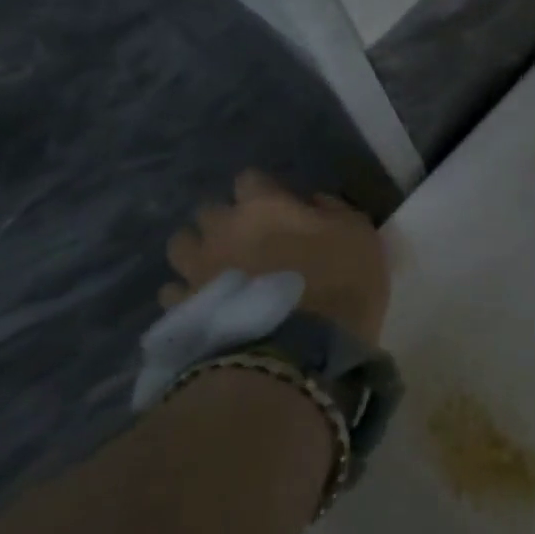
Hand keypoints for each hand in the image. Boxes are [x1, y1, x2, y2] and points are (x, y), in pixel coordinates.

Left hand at [162, 170, 389, 345]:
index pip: (251, 179)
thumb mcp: (360, 236)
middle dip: (227, 221)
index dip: (266, 192)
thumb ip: (335, 210)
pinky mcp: (184, 308)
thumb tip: (313, 202)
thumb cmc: (340, 285)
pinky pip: (174, 291)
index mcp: (263, 206)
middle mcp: (222, 229)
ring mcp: (197, 269)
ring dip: (199, 251)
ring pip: (182, 245)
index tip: (282, 209)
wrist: (300, 354)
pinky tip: (208, 305)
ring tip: (220, 269)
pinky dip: (188, 294)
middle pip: (210, 210)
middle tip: (251, 241)